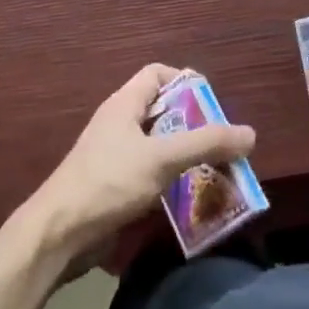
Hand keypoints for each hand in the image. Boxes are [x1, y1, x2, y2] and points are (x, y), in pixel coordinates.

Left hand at [26, 64, 256, 265]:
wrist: (59, 235)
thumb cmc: (109, 183)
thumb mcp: (162, 158)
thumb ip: (206, 144)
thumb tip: (250, 134)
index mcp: (124, 104)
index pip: (157, 74)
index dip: (186, 82)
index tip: (212, 105)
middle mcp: (119, 124)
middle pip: (163, 112)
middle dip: (194, 125)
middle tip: (223, 145)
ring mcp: (114, 157)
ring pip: (159, 146)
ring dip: (186, 157)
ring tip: (218, 173)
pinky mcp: (114, 188)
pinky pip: (150, 175)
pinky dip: (172, 181)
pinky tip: (192, 199)